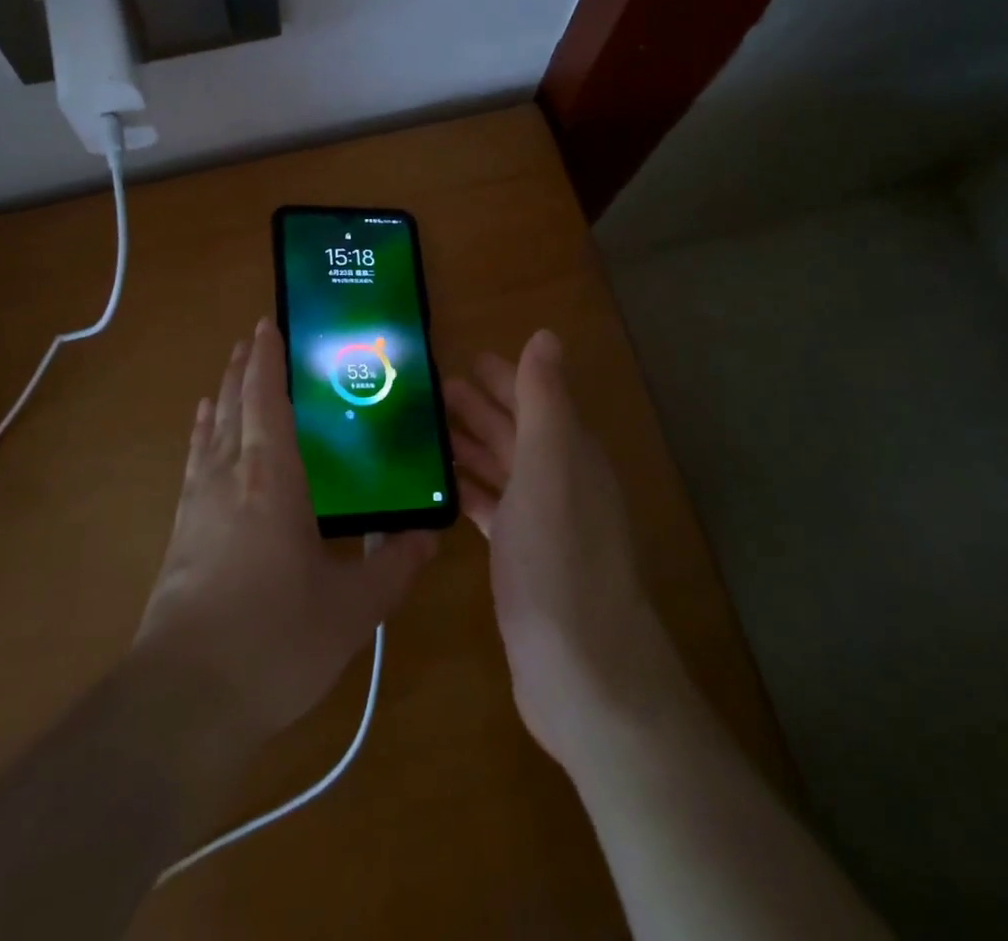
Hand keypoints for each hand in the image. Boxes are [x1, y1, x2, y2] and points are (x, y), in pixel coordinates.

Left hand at [132, 317, 436, 738]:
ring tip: (228, 373)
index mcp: (273, 478)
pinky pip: (193, 463)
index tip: (269, 324)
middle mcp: (230, 476)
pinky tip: (202, 433)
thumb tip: (428, 536)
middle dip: (242, 368)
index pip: (265, 399)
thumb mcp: (352, 609)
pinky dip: (201, 435)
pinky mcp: (180, 534)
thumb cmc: (275, 641)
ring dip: (220, 395)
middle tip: (254, 338)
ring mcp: (198, 504)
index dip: (267, 359)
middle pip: (232, 405)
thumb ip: (394, 567)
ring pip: (209, 431)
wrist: (184, 700)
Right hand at [446, 330, 676, 770]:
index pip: (534, 398)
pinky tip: (439, 488)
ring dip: (468, 446)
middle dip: (477, 408)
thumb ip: (544, 400)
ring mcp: (543, 522)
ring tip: (424, 433)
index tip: (459, 359)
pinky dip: (468, 491)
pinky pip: (492, 508)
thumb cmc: (560, 558)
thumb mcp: (549, 466)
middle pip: (516, 431)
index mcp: (571, 453)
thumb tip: (546, 336)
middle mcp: (561, 481)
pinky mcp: (523, 559)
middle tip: (428, 391)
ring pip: (502, 468)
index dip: (501, 376)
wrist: (583, 672)